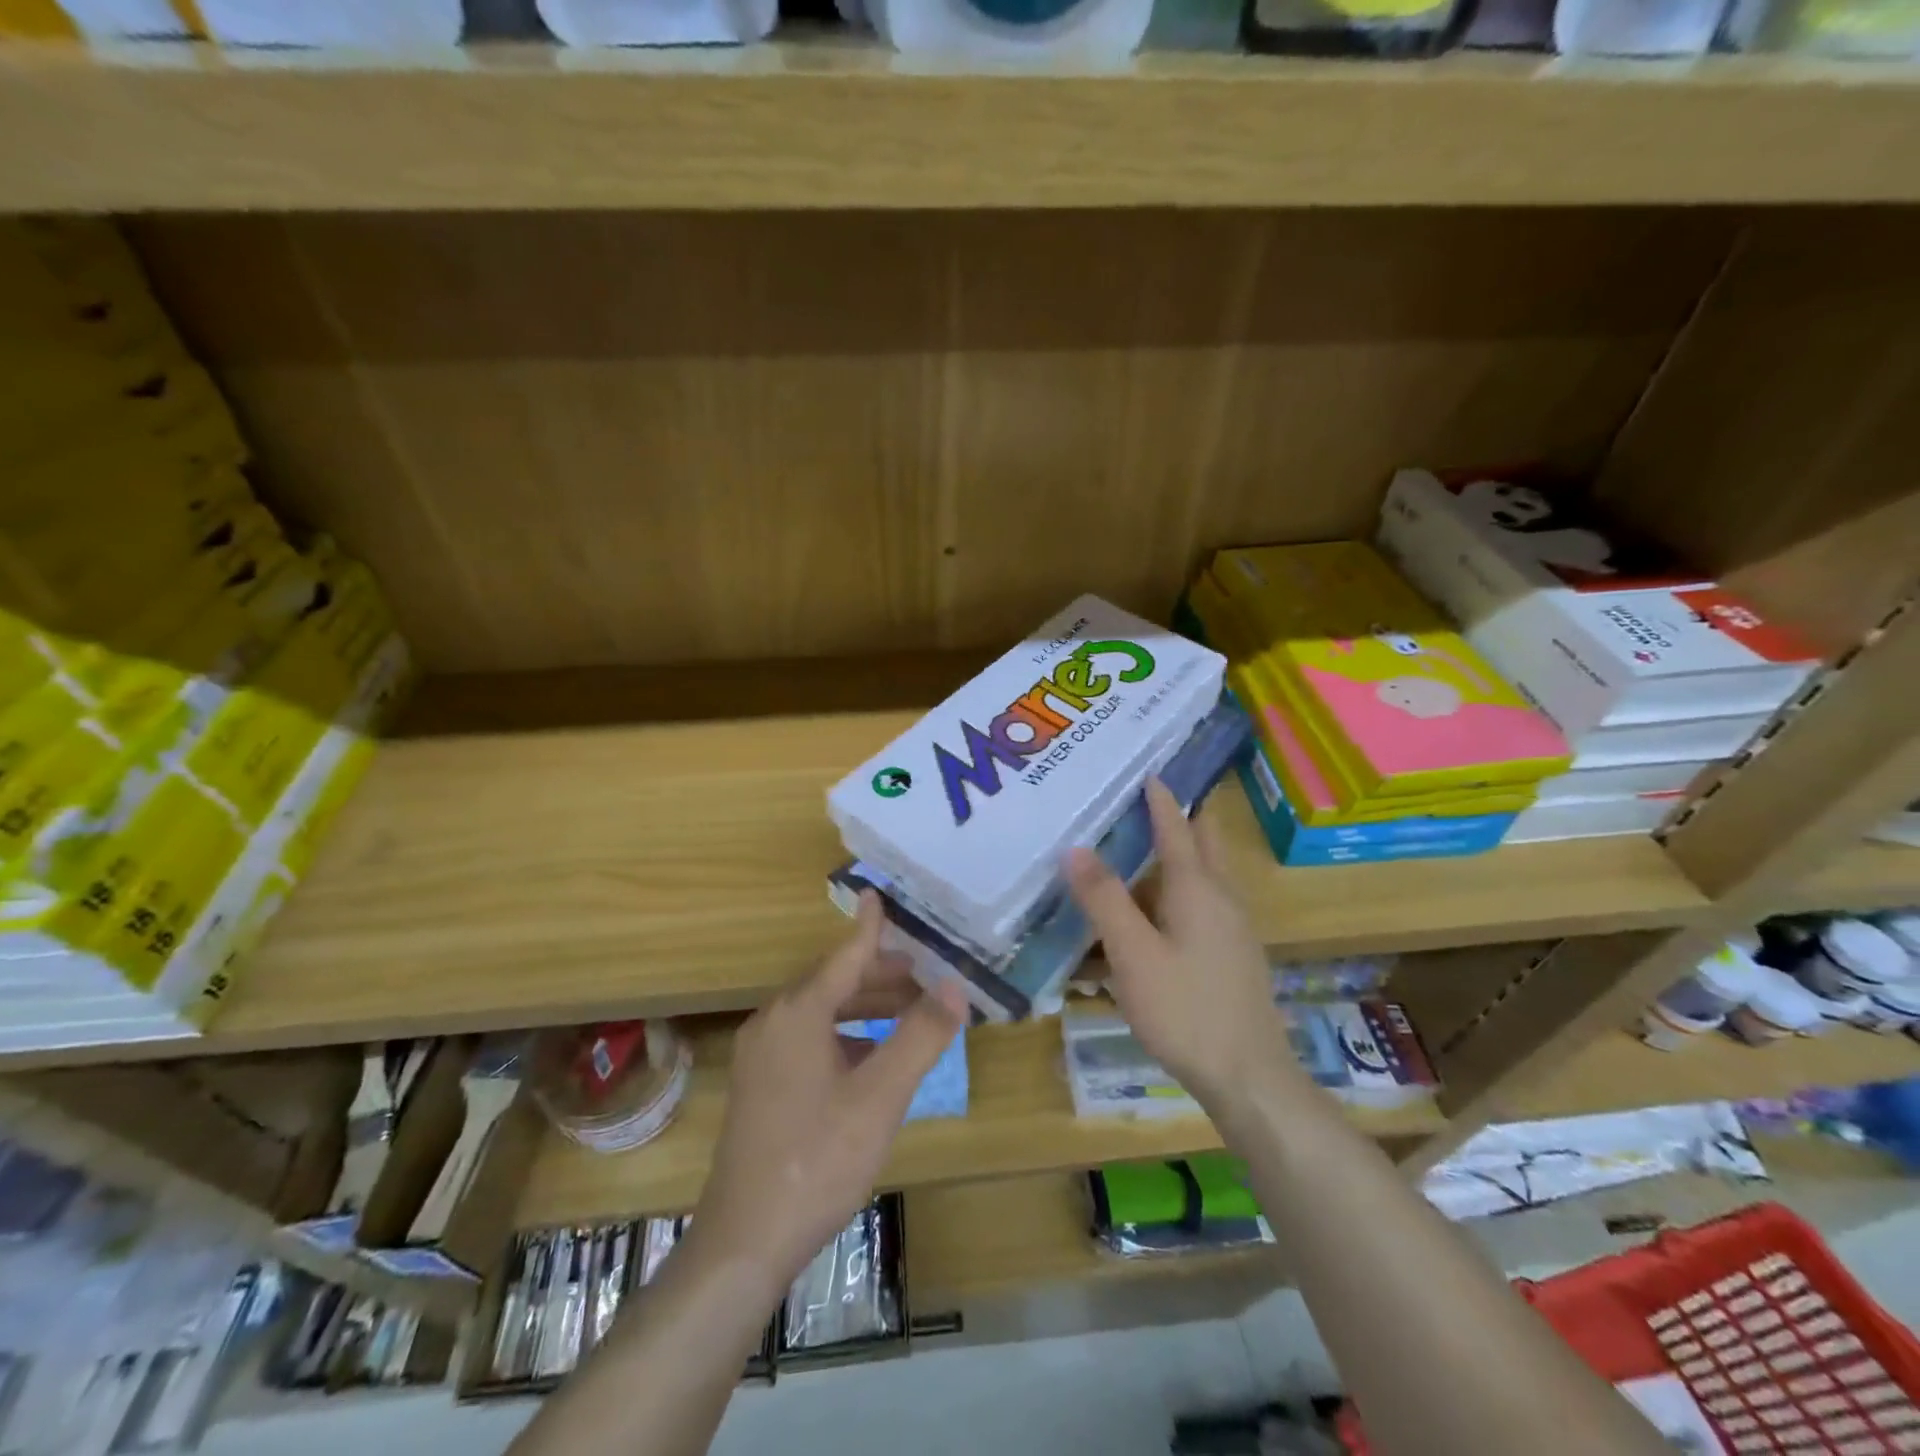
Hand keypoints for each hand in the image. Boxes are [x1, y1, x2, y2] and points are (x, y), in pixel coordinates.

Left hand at [691, 891, 966, 1300]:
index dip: (869, 927)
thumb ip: (920, 1037)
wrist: (745, 1240)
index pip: (844, 955)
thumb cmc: (818, 1159)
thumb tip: (955, 988)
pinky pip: (808, 1039)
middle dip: (879, 974)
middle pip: (833, 982)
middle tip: (923, 973)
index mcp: (798, 1013)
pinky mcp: (759, 1085)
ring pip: (821, 1013)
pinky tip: (870, 1057)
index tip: (877, 893)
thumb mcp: (881, 1097)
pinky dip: (844, 1034)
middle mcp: (773, 1022)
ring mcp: (761, 1055)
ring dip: (864, 1007)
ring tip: (907, 1011)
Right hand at [1065, 779, 1290, 1111]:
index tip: (1149, 769)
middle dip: (1177, 819)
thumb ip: (1104, 898)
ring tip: (1132, 856)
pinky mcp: (1230, 957)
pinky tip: (1146, 921)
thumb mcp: (1133, 953)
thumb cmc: (1186, 1009)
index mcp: (1198, 888)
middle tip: (1141, 803)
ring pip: (1200, 879)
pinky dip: (1172, 897)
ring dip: (1172, 860)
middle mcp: (1221, 898)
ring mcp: (1231, 929)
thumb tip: (1075, 848)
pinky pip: (1199, 909)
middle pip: (1201, 844)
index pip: (1176, 826)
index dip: (1160, 798)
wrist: (1249, 1078)